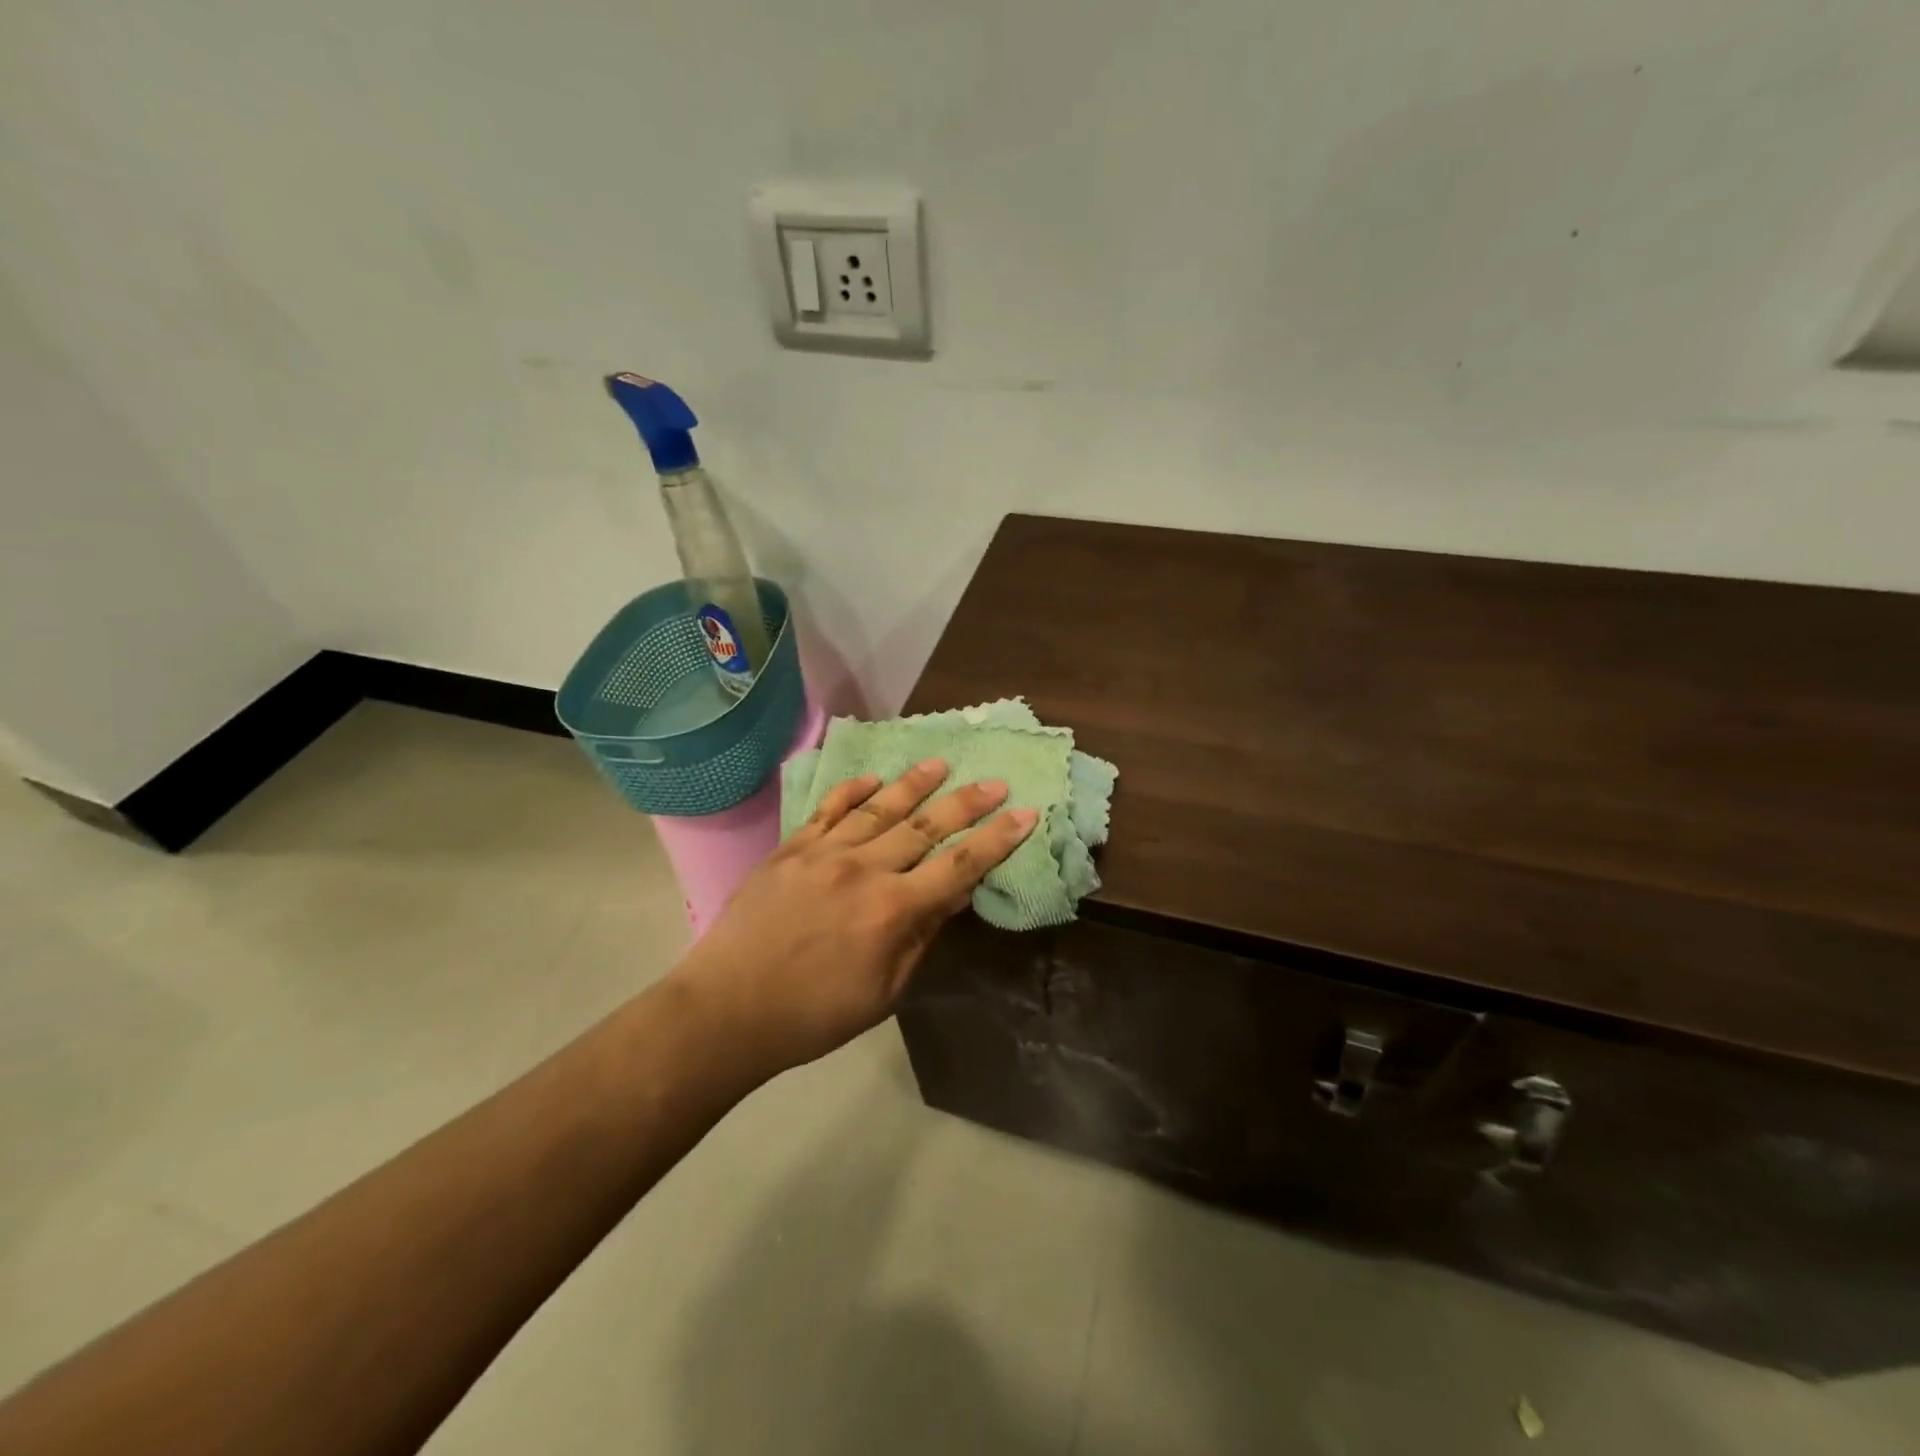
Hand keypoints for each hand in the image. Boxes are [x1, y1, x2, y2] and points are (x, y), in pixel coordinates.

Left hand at [669, 759, 1037, 1074]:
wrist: (728, 1008)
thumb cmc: (814, 1014)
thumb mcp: (884, 991)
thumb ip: (920, 936)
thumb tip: (952, 894)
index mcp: (892, 910)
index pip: (959, 866)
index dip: (996, 839)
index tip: (1025, 813)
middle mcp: (864, 870)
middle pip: (926, 827)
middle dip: (966, 803)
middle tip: (995, 782)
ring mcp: (824, 853)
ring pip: (880, 809)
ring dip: (915, 785)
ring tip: (941, 764)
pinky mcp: (792, 848)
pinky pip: (828, 810)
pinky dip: (853, 791)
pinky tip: (873, 779)